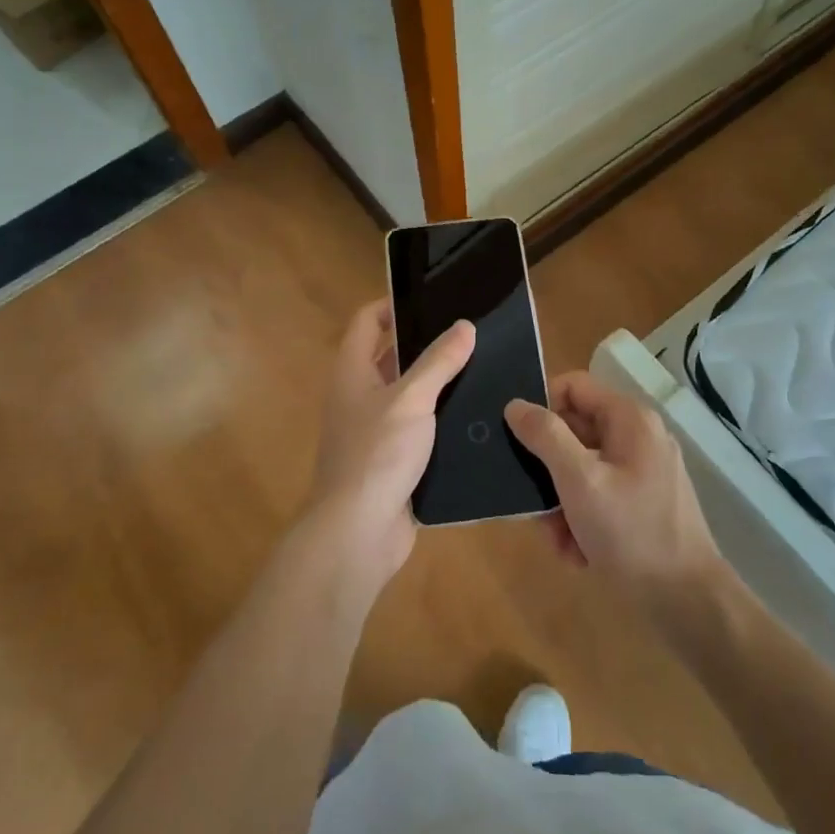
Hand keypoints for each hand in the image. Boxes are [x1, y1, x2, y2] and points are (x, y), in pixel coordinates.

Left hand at [305, 299, 474, 600]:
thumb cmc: (377, 454)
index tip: (433, 300)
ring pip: (408, 395)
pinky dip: (441, 421)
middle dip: (426, 345)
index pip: (367, 322)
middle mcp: (358, 397)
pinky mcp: (393, 461)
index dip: (393, 305)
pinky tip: (476, 416)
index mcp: (351, 372)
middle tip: (470, 334)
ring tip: (482, 368)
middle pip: (390, 357)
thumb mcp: (411, 399)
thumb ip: (439, 361)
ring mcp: (374, 431)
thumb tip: (464, 326)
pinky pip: (419, 430)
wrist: (358, 532)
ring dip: (438, 384)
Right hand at [505, 372, 725, 612]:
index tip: (520, 441)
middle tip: (534, 502)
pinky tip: (578, 552)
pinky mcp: (642, 503)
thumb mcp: (579, 481)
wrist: (687, 602)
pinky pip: (598, 496)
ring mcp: (642, 472)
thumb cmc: (631, 533)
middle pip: (573, 431)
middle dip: (548, 470)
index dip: (542, 407)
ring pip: (581, 470)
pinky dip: (581, 520)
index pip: (572, 386)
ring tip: (558, 538)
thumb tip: (515, 404)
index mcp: (629, 419)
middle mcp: (637, 437)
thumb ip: (545, 436)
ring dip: (560, 503)